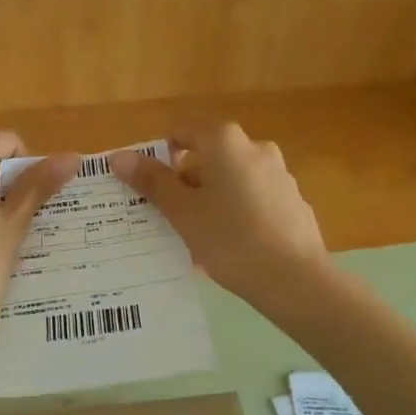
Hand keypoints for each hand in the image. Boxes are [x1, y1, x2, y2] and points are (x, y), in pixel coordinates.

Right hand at [110, 123, 330, 308]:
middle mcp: (255, 148)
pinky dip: (236, 212)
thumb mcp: (182, 212)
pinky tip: (230, 246)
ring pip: (230, 180)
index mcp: (225, 142)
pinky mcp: (292, 201)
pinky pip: (252, 198)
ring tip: (198, 237)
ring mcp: (278, 174)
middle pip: (207, 157)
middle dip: (185, 183)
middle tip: (169, 217)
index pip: (182, 134)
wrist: (296, 280)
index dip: (160, 158)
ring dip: (210, 199)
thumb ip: (152, 181)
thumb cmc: (230, 239)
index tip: (151, 189)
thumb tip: (120, 156)